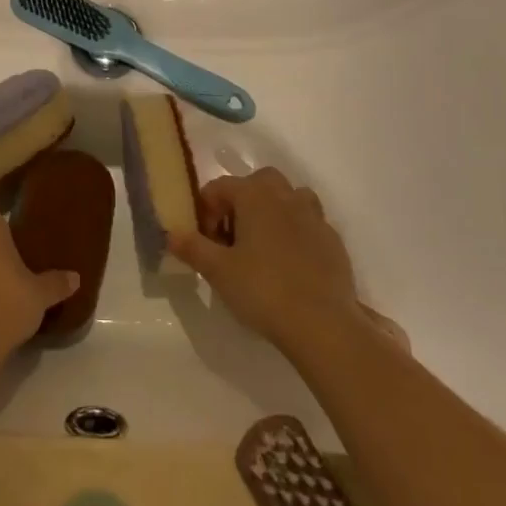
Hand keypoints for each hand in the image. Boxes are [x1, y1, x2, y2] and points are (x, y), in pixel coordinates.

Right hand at [170, 168, 378, 354]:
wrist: (322, 323)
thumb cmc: (263, 290)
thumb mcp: (217, 271)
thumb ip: (192, 247)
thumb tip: (171, 234)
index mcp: (255, 195)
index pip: (219, 187)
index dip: (206, 211)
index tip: (205, 242)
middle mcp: (285, 196)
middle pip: (258, 182)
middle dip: (241, 202)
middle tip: (233, 237)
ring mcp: (314, 216)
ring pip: (289, 198)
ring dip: (273, 211)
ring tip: (263, 245)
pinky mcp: (333, 240)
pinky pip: (309, 223)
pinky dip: (296, 233)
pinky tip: (289, 264)